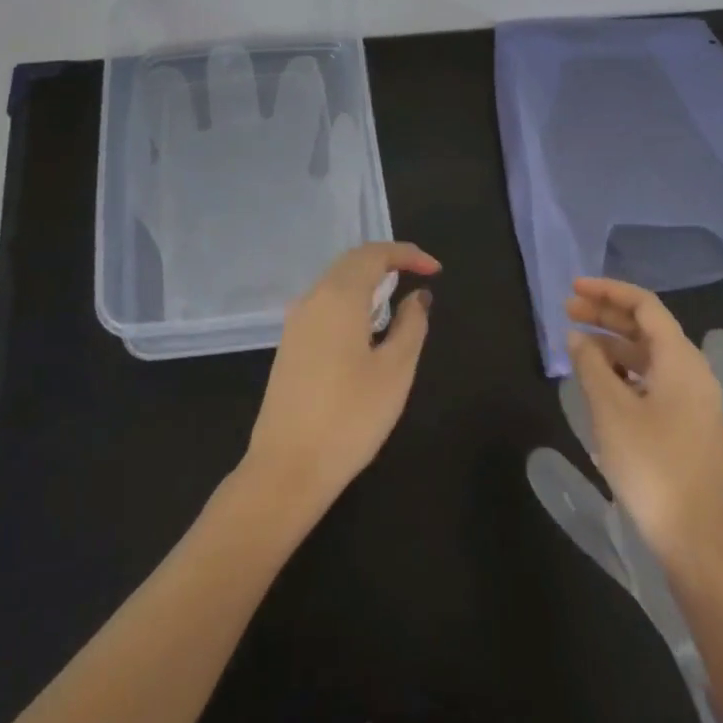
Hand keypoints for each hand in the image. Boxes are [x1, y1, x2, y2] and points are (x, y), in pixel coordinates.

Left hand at [241, 242, 439, 524]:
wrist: (286, 467)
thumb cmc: (350, 417)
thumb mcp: (395, 371)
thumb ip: (411, 325)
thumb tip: (418, 296)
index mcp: (339, 296)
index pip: (374, 254)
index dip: (407, 254)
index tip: (435, 270)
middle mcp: (313, 298)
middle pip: (351, 261)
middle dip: (387, 260)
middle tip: (419, 273)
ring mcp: (296, 321)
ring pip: (335, 281)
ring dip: (367, 279)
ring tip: (397, 295)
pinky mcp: (290, 344)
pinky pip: (324, 302)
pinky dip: (351, 298)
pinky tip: (367, 324)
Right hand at [566, 277, 722, 567]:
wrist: (697, 540)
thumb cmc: (652, 466)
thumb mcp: (611, 410)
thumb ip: (590, 365)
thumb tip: (577, 337)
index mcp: (680, 359)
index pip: (644, 305)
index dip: (608, 291)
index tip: (573, 289)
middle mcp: (693, 371)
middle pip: (647, 327)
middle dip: (607, 314)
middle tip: (568, 311)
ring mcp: (694, 399)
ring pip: (649, 354)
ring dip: (613, 343)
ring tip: (577, 345)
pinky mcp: (688, 424)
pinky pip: (654, 379)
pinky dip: (625, 370)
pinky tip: (600, 380)